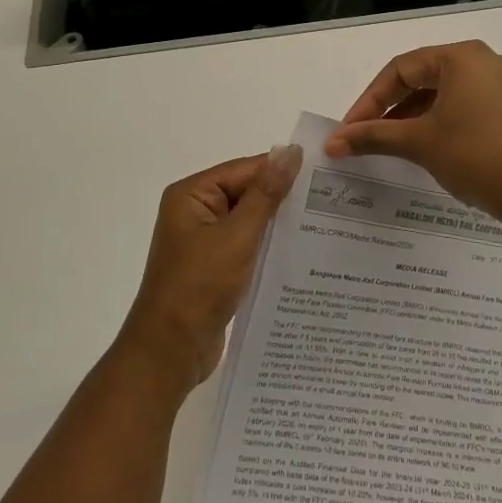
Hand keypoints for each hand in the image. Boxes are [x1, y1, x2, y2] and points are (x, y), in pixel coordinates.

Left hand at [118, 147, 301, 391]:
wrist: (171, 350)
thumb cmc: (200, 285)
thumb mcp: (238, 236)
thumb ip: (266, 194)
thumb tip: (290, 151)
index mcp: (192, 195)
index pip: (245, 170)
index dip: (281, 171)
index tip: (323, 177)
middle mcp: (195, 212)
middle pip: (247, 193)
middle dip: (283, 199)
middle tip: (330, 202)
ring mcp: (204, 241)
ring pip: (249, 221)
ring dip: (278, 225)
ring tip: (323, 226)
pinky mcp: (214, 267)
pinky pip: (246, 246)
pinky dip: (268, 247)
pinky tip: (300, 253)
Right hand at [324, 40, 501, 220]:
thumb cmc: (473, 155)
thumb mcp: (418, 142)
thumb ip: (372, 136)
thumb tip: (331, 143)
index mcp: (462, 56)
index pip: (401, 69)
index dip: (370, 99)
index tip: (349, 128)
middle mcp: (483, 61)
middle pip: (420, 77)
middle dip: (388, 107)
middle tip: (363, 133)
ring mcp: (500, 84)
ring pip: (440, 93)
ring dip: (409, 116)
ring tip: (385, 142)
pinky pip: (461, 104)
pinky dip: (435, 120)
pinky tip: (418, 143)